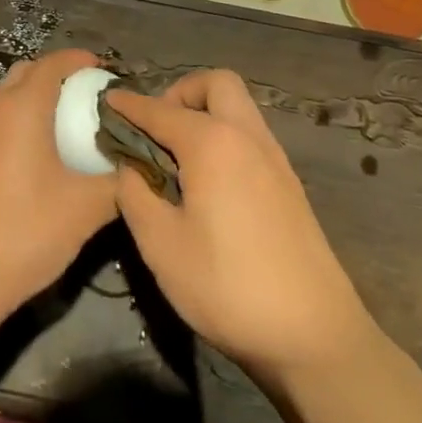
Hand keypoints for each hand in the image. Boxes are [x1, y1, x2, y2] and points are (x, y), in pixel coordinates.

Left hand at [0, 49, 117, 312]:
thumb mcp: (86, 208)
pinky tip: (39, 152)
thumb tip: (140, 166)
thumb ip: (119, 181)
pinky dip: (20, 118)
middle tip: (89, 95)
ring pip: (7, 95)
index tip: (105, 71)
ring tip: (67, 121)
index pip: (53, 64)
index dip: (80, 60)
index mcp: (22, 107)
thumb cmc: (27, 231)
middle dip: (58, 74)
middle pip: (27, 72)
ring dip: (36, 96)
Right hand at [108, 70, 382, 386]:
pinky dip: (224, 138)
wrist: (316, 338)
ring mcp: (274, 160)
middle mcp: (247, 137)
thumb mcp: (161, 245)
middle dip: (179, 93)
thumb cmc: (228, 287)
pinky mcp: (289, 185)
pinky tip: (207, 182)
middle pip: (215, 84)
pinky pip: (250, 136)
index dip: (128, 105)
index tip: (105, 102)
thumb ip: (135, 194)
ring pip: (238, 108)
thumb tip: (129, 168)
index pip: (159, 109)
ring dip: (204, 113)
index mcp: (212, 142)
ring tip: (176, 157)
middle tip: (155, 130)